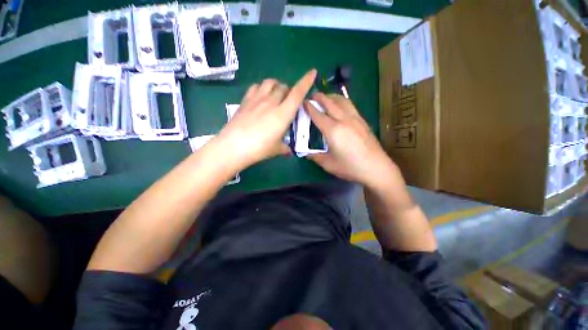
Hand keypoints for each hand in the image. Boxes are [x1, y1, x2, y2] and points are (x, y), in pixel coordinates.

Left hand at [215, 70, 316, 170]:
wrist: (233, 147)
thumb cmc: (259, 149)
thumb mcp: (277, 149)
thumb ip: (285, 147)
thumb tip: (288, 150)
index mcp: (283, 114)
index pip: (297, 93)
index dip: (306, 81)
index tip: (312, 72)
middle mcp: (271, 102)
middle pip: (283, 87)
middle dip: (289, 91)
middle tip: (288, 102)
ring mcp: (257, 99)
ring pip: (270, 82)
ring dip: (276, 86)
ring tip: (276, 95)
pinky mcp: (245, 101)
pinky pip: (256, 87)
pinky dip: (262, 88)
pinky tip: (261, 97)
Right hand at [304, 93, 397, 188]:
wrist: (376, 168)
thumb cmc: (350, 167)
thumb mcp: (328, 164)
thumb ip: (315, 157)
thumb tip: (306, 153)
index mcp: (333, 130)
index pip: (318, 115)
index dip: (309, 107)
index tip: (303, 102)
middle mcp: (344, 120)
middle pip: (330, 103)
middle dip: (319, 97)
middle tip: (311, 96)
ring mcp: (355, 119)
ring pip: (342, 101)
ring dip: (331, 96)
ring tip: (325, 98)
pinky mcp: (363, 121)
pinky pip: (350, 105)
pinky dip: (341, 101)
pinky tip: (340, 107)